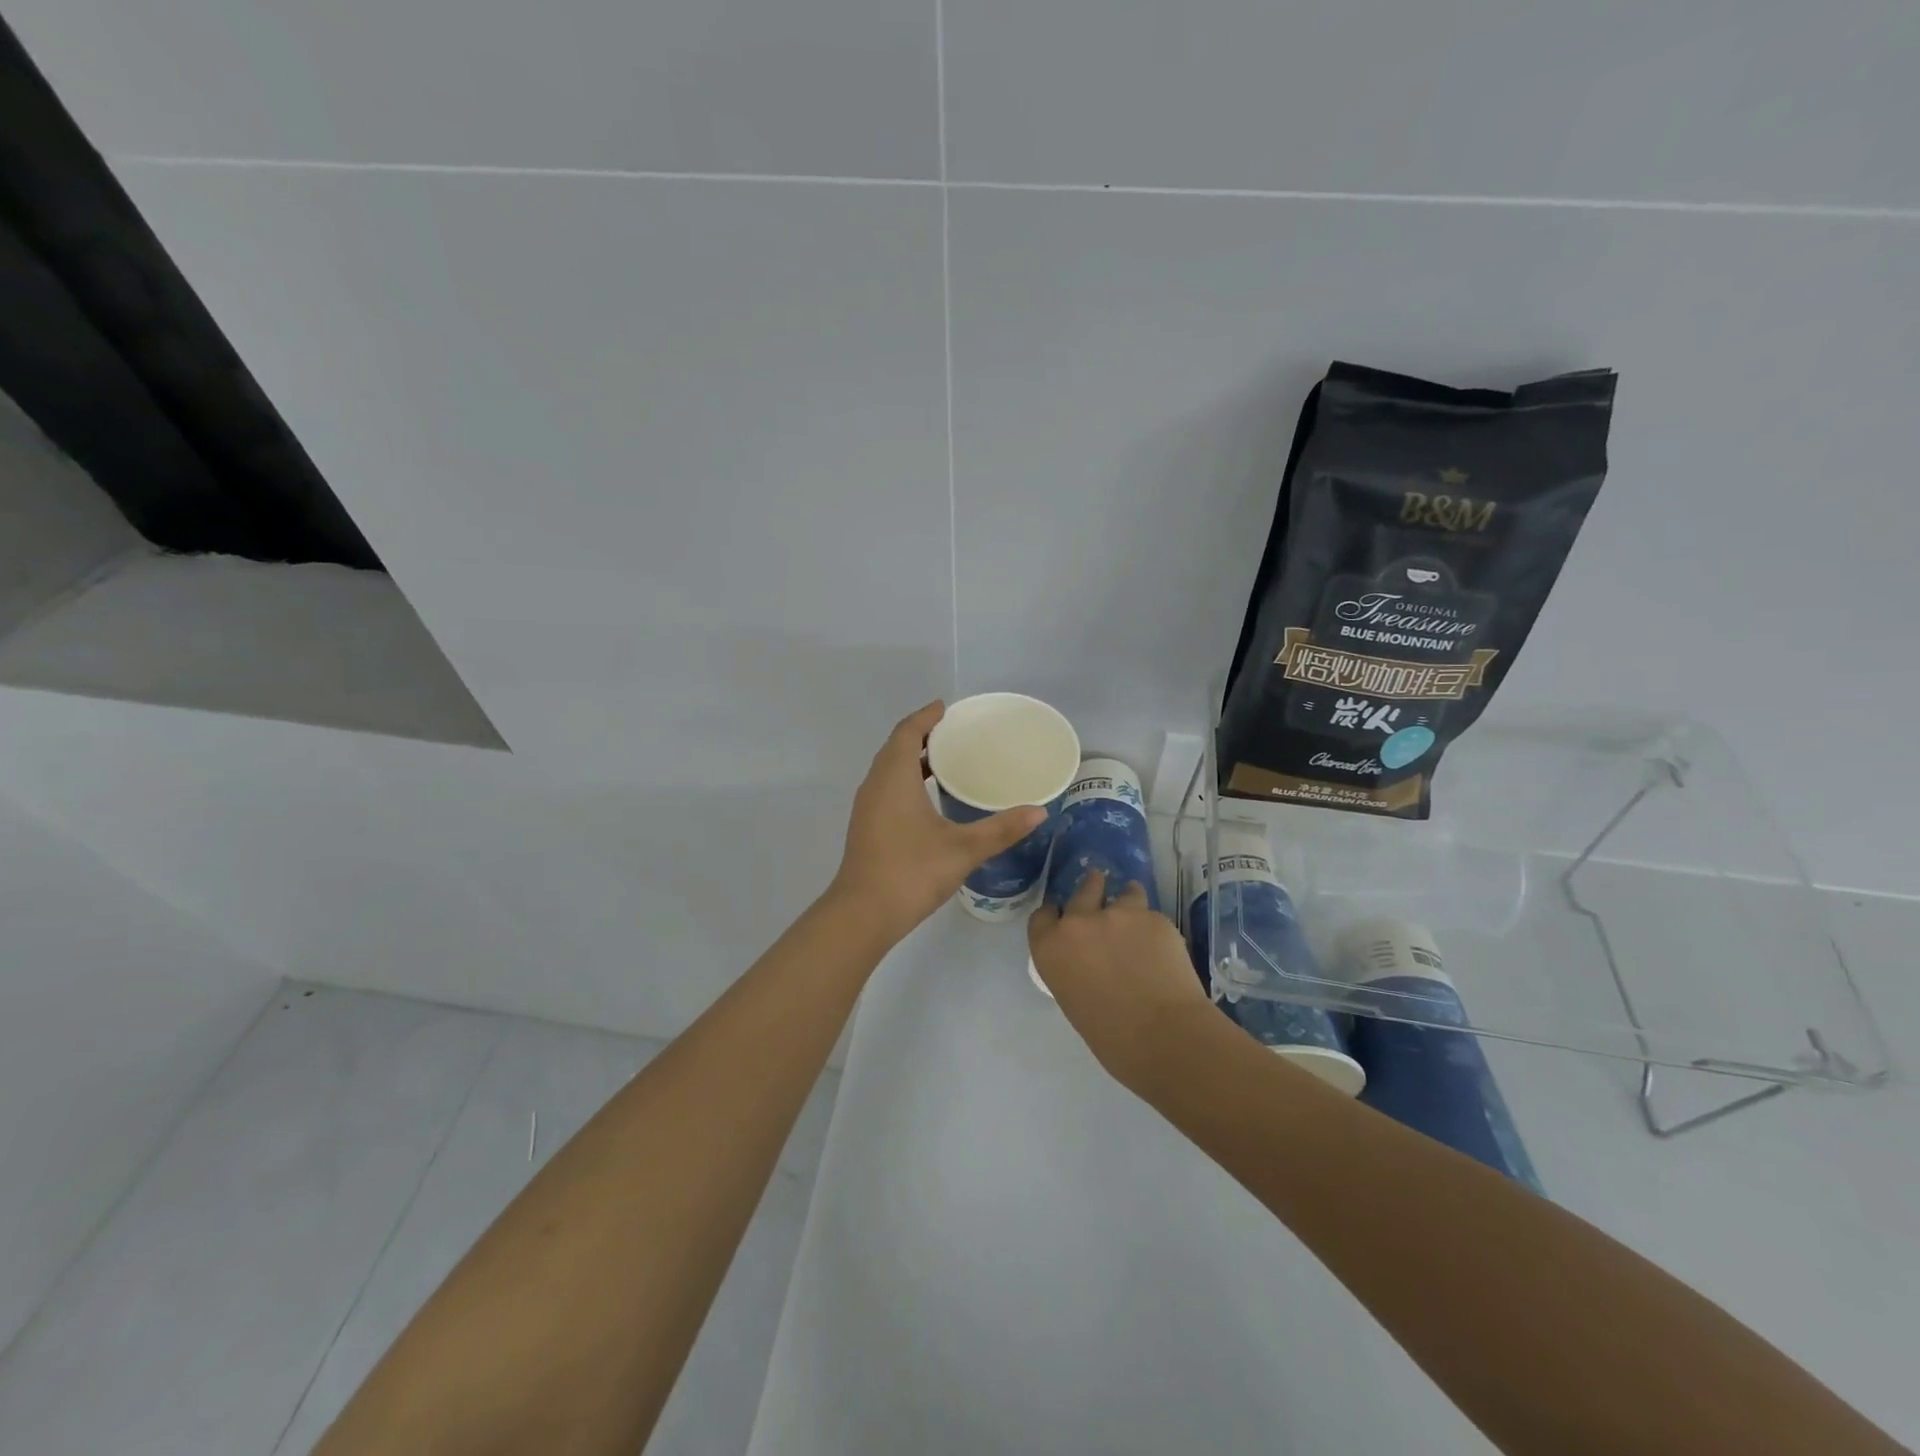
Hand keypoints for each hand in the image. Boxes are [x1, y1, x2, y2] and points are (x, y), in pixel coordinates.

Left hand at [830, 702, 1047, 941]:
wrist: (863, 914)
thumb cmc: (911, 871)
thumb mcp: (963, 849)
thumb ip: (1002, 829)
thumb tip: (1039, 811)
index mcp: (894, 777)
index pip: (907, 732)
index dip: (925, 717)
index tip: (946, 708)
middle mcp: (876, 785)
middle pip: (895, 747)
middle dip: (921, 735)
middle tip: (954, 733)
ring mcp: (867, 807)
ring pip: (889, 769)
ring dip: (912, 759)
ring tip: (946, 761)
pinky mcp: (867, 827)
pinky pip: (886, 788)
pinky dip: (906, 780)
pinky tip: (929, 799)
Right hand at [1028, 869, 1214, 1085]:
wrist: (1163, 1035)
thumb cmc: (1111, 1037)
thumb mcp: (1074, 999)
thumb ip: (1074, 968)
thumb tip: (1089, 961)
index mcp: (1051, 947)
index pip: (1042, 916)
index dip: (1054, 915)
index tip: (1064, 918)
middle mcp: (1079, 922)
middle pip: (1082, 892)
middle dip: (1091, 888)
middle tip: (1100, 888)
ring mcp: (1118, 914)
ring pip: (1124, 894)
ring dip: (1127, 900)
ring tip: (1138, 915)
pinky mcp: (1153, 917)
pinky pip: (1151, 915)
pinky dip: (1153, 926)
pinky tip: (1162, 945)